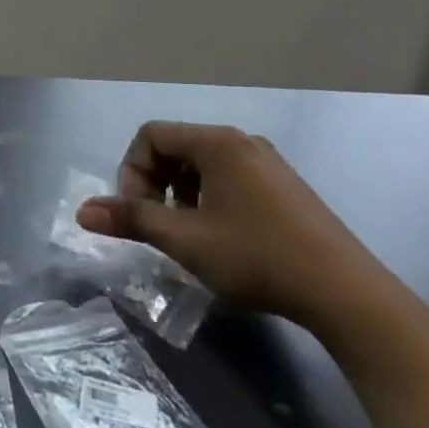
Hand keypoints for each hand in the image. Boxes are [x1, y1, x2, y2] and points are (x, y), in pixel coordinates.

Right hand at [76, 123, 392, 329]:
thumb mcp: (185, 240)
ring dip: (181, 194)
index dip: (132, 171)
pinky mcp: (285, 187)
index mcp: (217, 143)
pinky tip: (221, 239)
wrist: (345, 293)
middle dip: (155, 183)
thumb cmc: (257, 257)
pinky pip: (230, 178)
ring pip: (203, 165)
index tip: (139, 212)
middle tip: (158, 225)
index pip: (151, 135)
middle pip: (176, 147)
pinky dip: (209, 199)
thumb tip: (83, 211)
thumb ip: (132, 219)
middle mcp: (242, 142)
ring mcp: (268, 163)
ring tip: (188, 235)